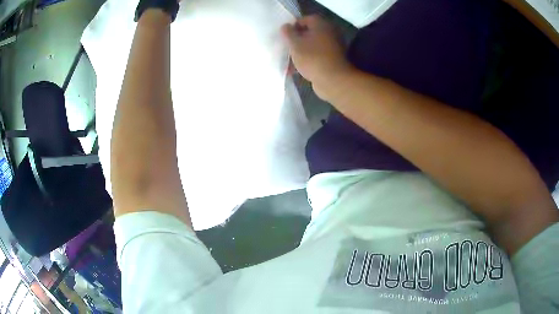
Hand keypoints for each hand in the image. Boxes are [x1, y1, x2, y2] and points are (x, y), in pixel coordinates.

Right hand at [281, 15, 353, 98]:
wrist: (333, 80)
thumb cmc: (312, 58)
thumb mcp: (295, 44)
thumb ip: (288, 33)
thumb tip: (285, 26)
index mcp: (321, 24)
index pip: (303, 19)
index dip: (292, 27)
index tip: (284, 37)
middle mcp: (329, 32)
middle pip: (308, 33)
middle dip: (296, 41)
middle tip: (286, 49)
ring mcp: (332, 47)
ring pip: (311, 46)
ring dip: (300, 52)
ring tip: (289, 62)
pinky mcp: (332, 60)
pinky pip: (316, 56)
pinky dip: (307, 61)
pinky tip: (297, 70)